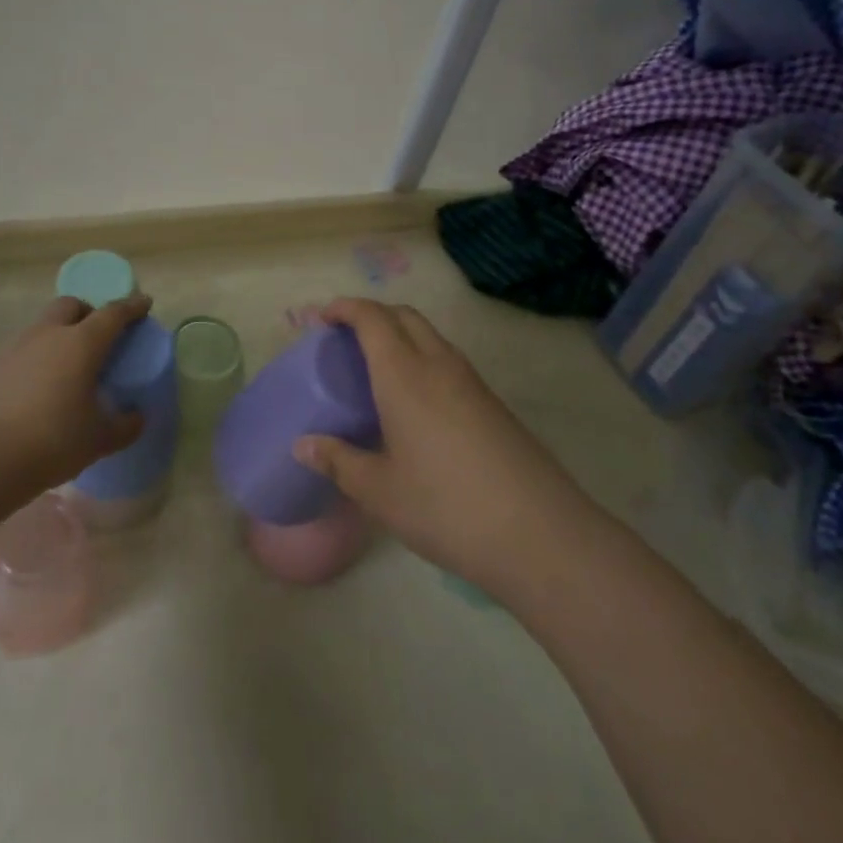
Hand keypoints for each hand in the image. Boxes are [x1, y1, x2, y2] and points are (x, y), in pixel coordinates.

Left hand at [0, 295, 149, 491]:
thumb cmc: (52, 440)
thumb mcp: (99, 439)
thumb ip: (124, 426)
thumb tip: (136, 418)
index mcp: (81, 343)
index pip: (112, 314)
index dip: (131, 306)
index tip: (144, 302)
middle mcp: (49, 334)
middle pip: (71, 305)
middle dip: (89, 311)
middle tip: (101, 334)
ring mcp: (17, 348)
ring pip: (45, 324)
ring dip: (61, 332)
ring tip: (71, 363)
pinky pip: (25, 348)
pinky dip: (40, 355)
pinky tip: (43, 384)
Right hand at [293, 297, 587, 597]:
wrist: (540, 534)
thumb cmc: (446, 507)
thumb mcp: (379, 491)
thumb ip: (339, 461)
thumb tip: (302, 446)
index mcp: (404, 375)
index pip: (372, 318)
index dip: (345, 308)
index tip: (322, 317)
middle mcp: (439, 365)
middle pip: (404, 315)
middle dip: (372, 314)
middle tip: (345, 340)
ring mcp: (472, 383)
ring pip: (430, 337)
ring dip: (400, 335)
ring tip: (376, 370)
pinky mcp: (493, 404)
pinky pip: (449, 362)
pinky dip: (423, 360)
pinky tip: (415, 404)